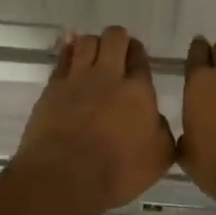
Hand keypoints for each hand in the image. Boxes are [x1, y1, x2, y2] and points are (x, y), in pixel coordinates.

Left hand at [17, 26, 173, 212]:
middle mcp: (109, 75)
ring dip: (92, 44)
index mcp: (138, 90)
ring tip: (92, 56)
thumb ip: (163, 132)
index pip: (140, 56)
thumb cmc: (117, 171)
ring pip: (86, 41)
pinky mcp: (52, 87)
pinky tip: (70, 55)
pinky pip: (62, 58)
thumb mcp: (158, 159)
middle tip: (116, 54)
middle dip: (118, 40)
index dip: (138, 54)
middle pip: (115, 38)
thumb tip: (157, 119)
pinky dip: (68, 52)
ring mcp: (78, 78)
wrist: (64, 176)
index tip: (135, 61)